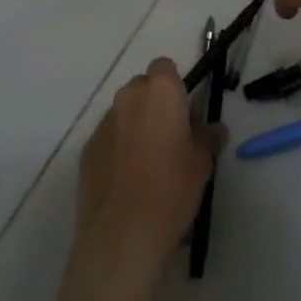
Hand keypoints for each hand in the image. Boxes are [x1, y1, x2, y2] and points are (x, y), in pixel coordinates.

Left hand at [77, 59, 221, 263]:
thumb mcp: (202, 163)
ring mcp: (103, 122)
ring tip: (148, 163)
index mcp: (160, 92)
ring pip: (124, 112)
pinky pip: (108, 137)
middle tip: (171, 138)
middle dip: (155, 105)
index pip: (165, 68)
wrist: (122, 232)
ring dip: (136, 126)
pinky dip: (118, 148)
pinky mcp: (87, 147)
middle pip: (143, 87)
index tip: (185, 113)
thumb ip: (208, 137)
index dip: (175, 86)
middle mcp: (128, 97)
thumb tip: (212, 128)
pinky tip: (127, 179)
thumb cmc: (171, 189)